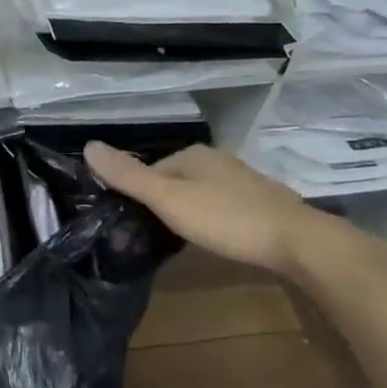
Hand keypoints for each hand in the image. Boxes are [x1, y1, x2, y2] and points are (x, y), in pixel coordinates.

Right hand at [83, 142, 340, 276]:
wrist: (298, 241)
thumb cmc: (226, 218)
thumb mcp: (168, 199)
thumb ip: (128, 176)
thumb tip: (88, 146)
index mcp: (192, 154)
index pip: (149, 170)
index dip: (138, 196)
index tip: (133, 224)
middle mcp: (217, 159)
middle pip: (174, 180)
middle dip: (162, 203)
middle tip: (155, 235)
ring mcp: (242, 180)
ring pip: (199, 193)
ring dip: (187, 211)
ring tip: (182, 239)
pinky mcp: (261, 202)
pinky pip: (222, 206)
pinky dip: (212, 218)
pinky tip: (216, 237)